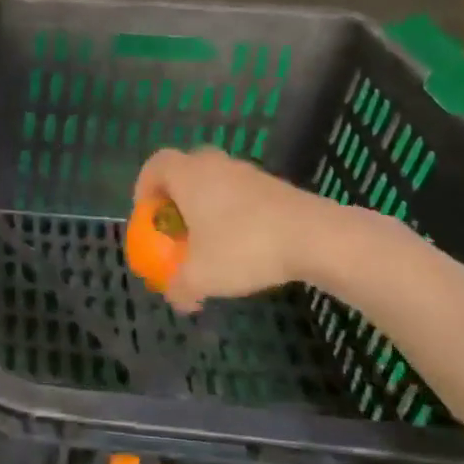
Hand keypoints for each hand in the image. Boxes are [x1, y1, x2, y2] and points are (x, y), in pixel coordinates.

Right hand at [134, 147, 342, 311]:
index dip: (144, 187)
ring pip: (217, 182)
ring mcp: (250, 173)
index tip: (148, 214)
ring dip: (208, 205)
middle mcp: (216, 166)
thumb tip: (177, 299)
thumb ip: (180, 287)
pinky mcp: (278, 187)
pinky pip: (243, 194)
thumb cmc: (245, 247)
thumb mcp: (202, 277)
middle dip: (176, 196)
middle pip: (185, 169)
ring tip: (211, 240)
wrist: (319, 238)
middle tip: (176, 225)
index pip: (155, 165)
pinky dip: (235, 213)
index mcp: (188, 176)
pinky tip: (244, 244)